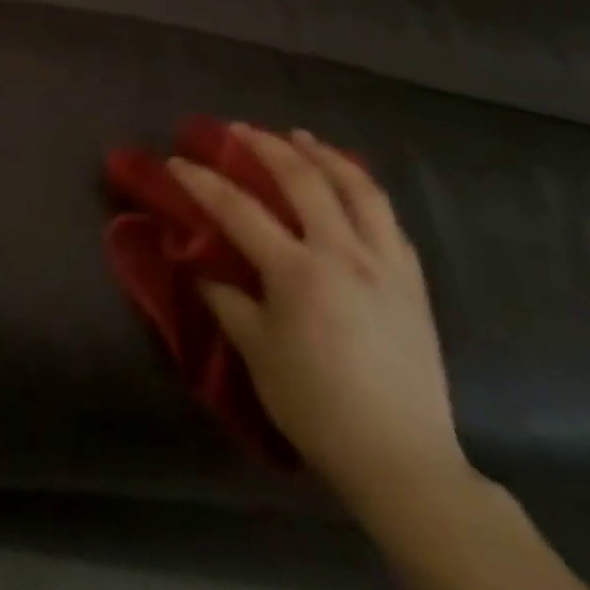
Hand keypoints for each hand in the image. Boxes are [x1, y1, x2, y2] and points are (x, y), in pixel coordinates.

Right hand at [169, 125, 468, 513]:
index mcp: (298, 273)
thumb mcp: (256, 352)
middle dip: (266, 146)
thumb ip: (227, 300)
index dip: (201, 181)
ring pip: (359, 189)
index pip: (238, 209)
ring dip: (325, 155)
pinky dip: (364, 192)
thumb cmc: (316, 405)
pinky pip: (389, 221)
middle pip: (304, 180)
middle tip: (239, 130)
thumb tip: (202, 268)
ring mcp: (386, 265)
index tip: (176, 161)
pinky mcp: (414, 283)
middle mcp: (344, 255)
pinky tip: (350, 188)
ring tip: (301, 138)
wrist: (402, 459)